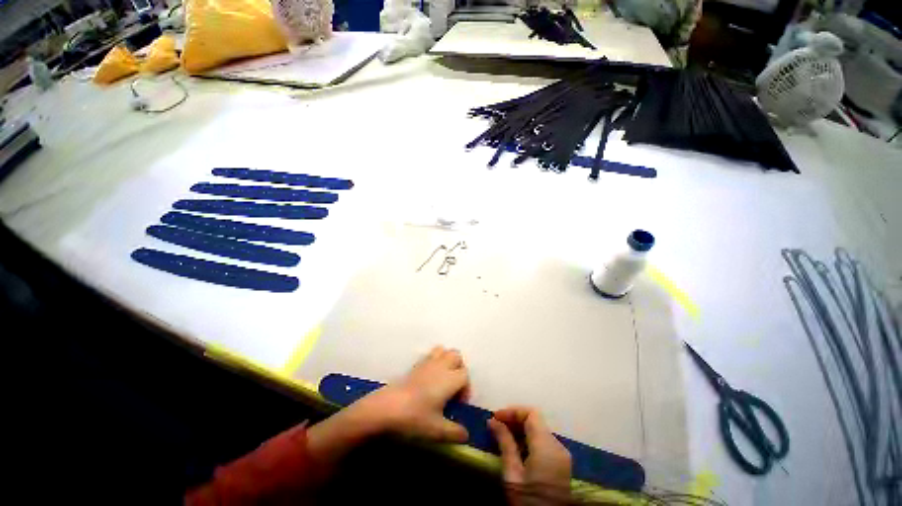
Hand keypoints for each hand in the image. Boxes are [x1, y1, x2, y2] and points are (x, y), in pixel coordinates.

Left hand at [307, 346, 470, 465]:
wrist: (386, 408)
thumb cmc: (415, 418)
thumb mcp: (437, 431)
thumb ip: (455, 433)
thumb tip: (466, 435)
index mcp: (449, 379)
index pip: (465, 374)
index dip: (466, 388)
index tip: (458, 404)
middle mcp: (440, 366)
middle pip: (456, 356)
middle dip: (459, 368)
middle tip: (453, 388)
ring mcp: (427, 363)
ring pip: (443, 351)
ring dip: (447, 361)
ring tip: (442, 379)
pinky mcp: (415, 364)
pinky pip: (430, 354)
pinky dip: (434, 360)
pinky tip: (428, 378)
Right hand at [488, 406, 571, 489]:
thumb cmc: (528, 501)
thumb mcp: (512, 474)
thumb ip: (505, 443)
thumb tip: (492, 421)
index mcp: (547, 446)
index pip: (531, 413)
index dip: (512, 411)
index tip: (495, 417)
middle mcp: (558, 446)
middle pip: (536, 420)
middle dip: (515, 419)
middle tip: (496, 426)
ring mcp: (562, 455)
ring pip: (539, 430)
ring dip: (521, 429)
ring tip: (502, 436)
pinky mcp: (561, 464)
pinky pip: (544, 442)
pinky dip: (529, 439)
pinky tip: (516, 449)